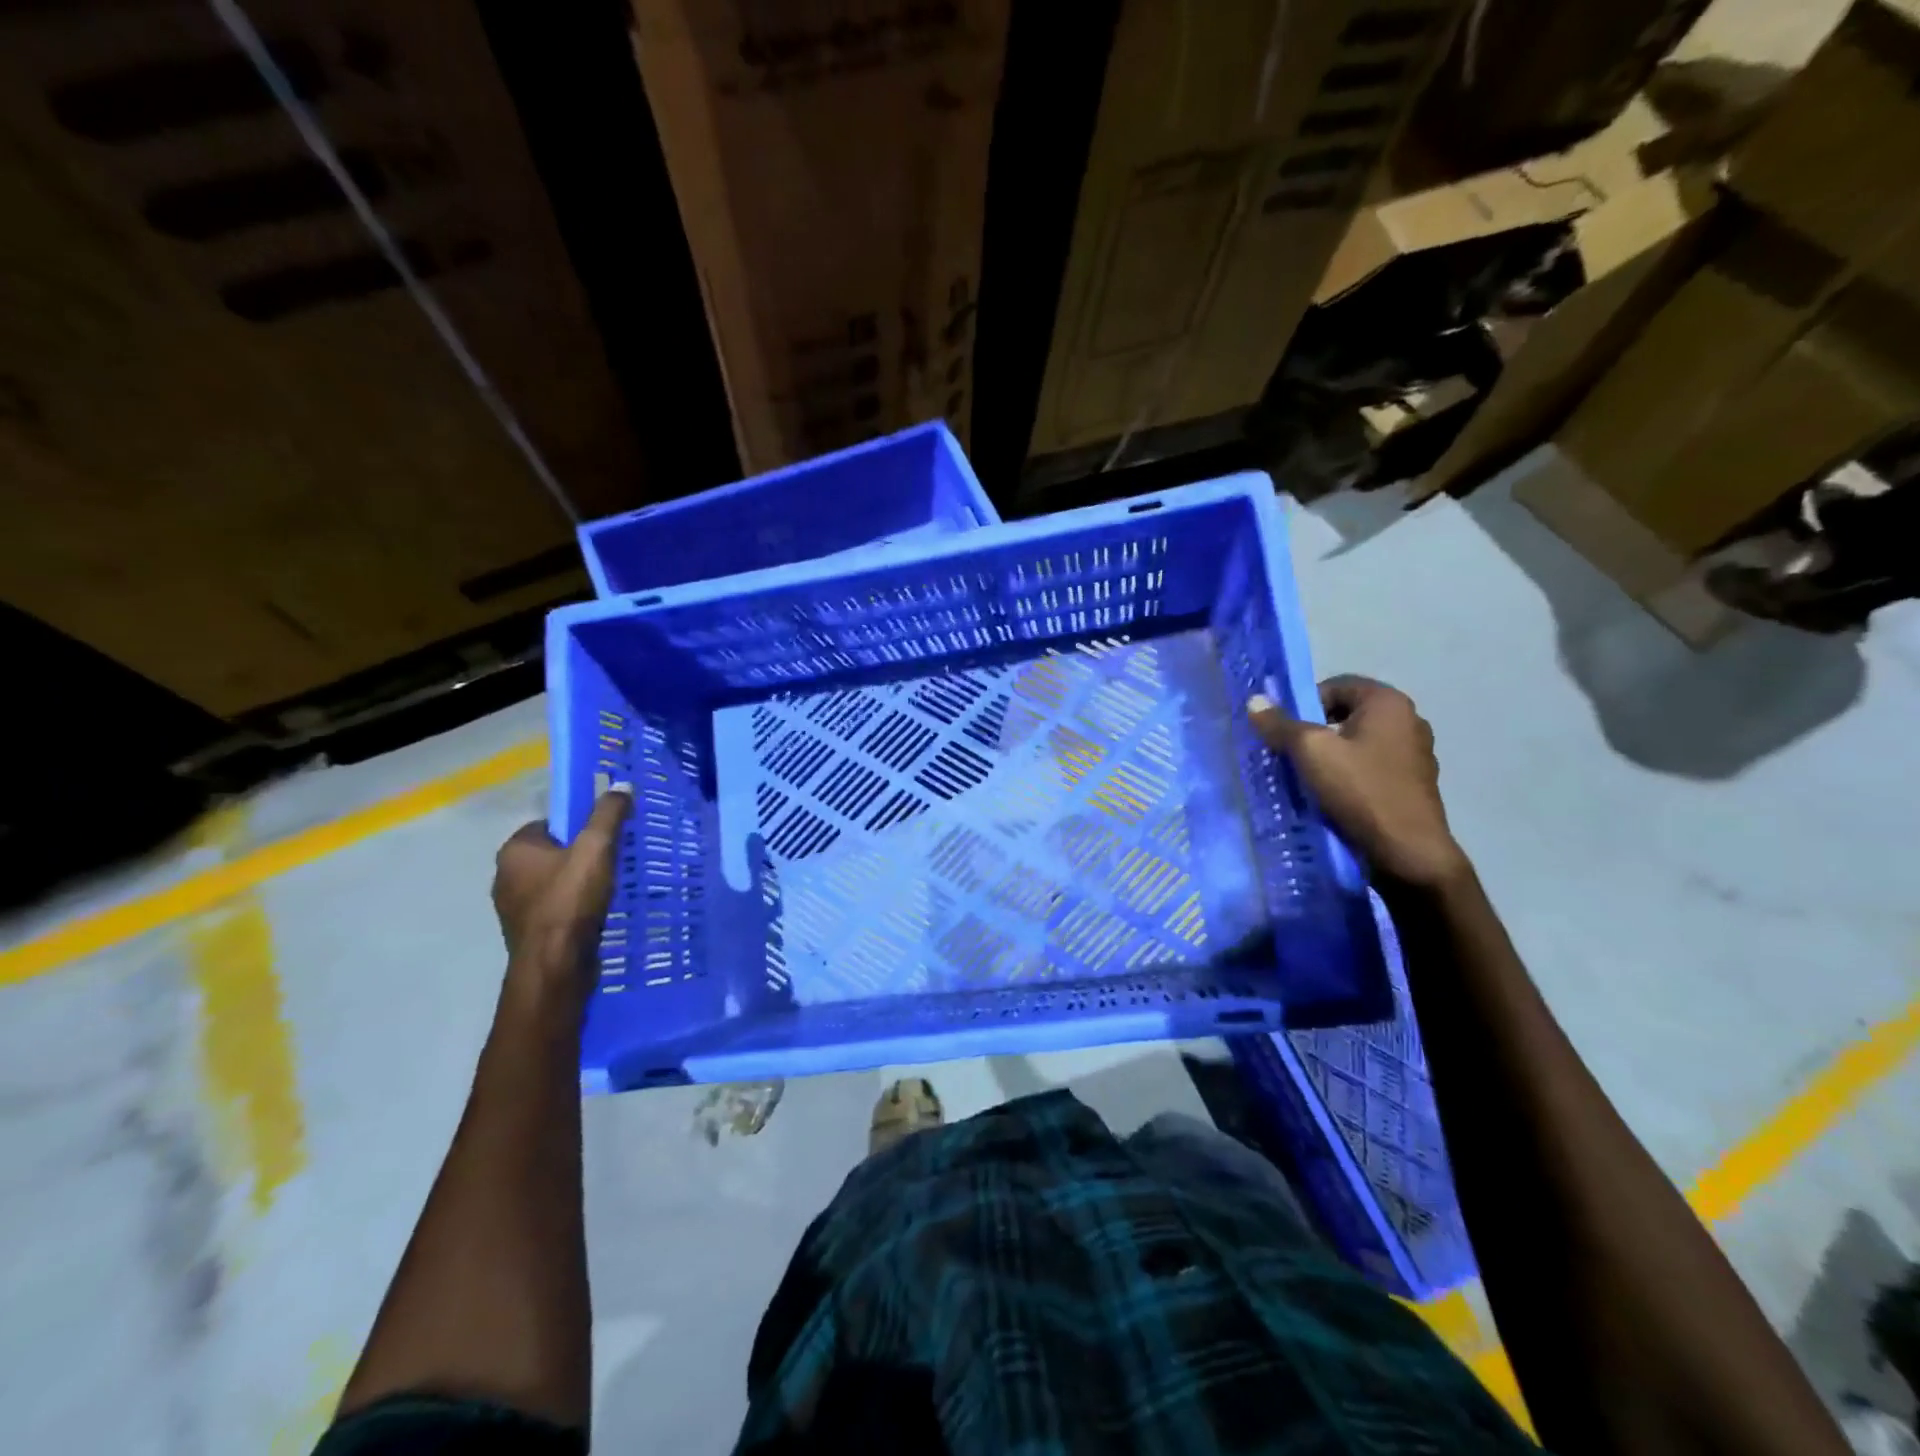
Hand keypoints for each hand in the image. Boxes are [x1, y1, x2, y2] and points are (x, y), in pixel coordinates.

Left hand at [492, 792, 630, 1004]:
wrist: (556, 966)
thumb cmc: (570, 901)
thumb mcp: (596, 848)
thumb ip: (608, 815)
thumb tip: (622, 785)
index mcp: (514, 850)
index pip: (549, 824)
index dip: (578, 826)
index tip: (605, 835)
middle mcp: (505, 876)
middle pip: (553, 853)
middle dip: (581, 855)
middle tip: (613, 859)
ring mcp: (515, 907)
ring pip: (555, 882)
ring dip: (579, 883)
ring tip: (611, 886)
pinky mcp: (529, 932)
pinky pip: (556, 908)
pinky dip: (575, 907)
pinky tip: (598, 912)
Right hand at [1249, 676, 1466, 887]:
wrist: (1407, 852)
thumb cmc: (1359, 790)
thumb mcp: (1309, 752)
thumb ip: (1280, 724)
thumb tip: (1255, 700)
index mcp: (1388, 702)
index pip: (1335, 686)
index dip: (1304, 705)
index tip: (1287, 734)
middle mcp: (1409, 720)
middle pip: (1346, 715)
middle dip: (1315, 733)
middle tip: (1293, 757)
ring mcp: (1416, 753)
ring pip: (1358, 743)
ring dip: (1332, 756)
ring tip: (1310, 780)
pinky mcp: (1414, 783)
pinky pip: (1372, 768)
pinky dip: (1351, 776)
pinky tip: (1335, 798)